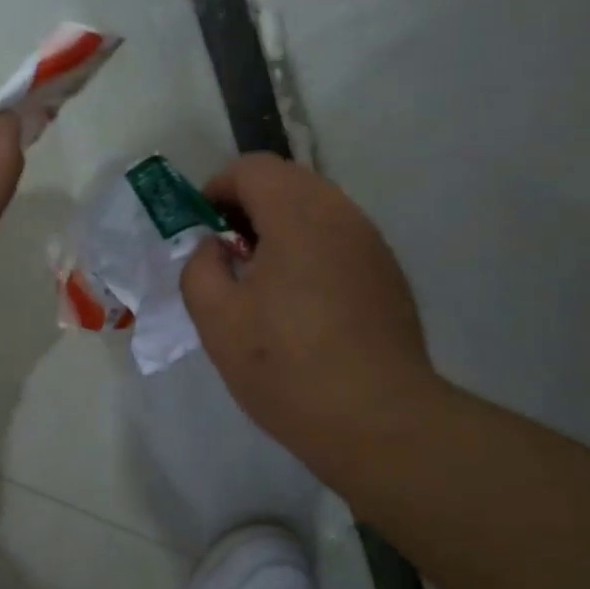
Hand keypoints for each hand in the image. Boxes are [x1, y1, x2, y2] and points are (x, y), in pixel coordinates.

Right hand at [181, 153, 435, 486]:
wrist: (377, 419)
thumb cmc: (286, 366)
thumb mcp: (217, 319)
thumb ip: (200, 268)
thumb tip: (215, 248)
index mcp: (298, 214)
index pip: (253, 168)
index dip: (217, 188)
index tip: (201, 229)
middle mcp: (343, 215)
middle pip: (288, 183)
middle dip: (249, 208)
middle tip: (227, 255)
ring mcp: (372, 244)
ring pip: (318, 211)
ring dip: (281, 230)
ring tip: (262, 283)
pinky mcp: (389, 276)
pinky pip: (340, 242)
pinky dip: (311, 252)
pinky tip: (301, 306)